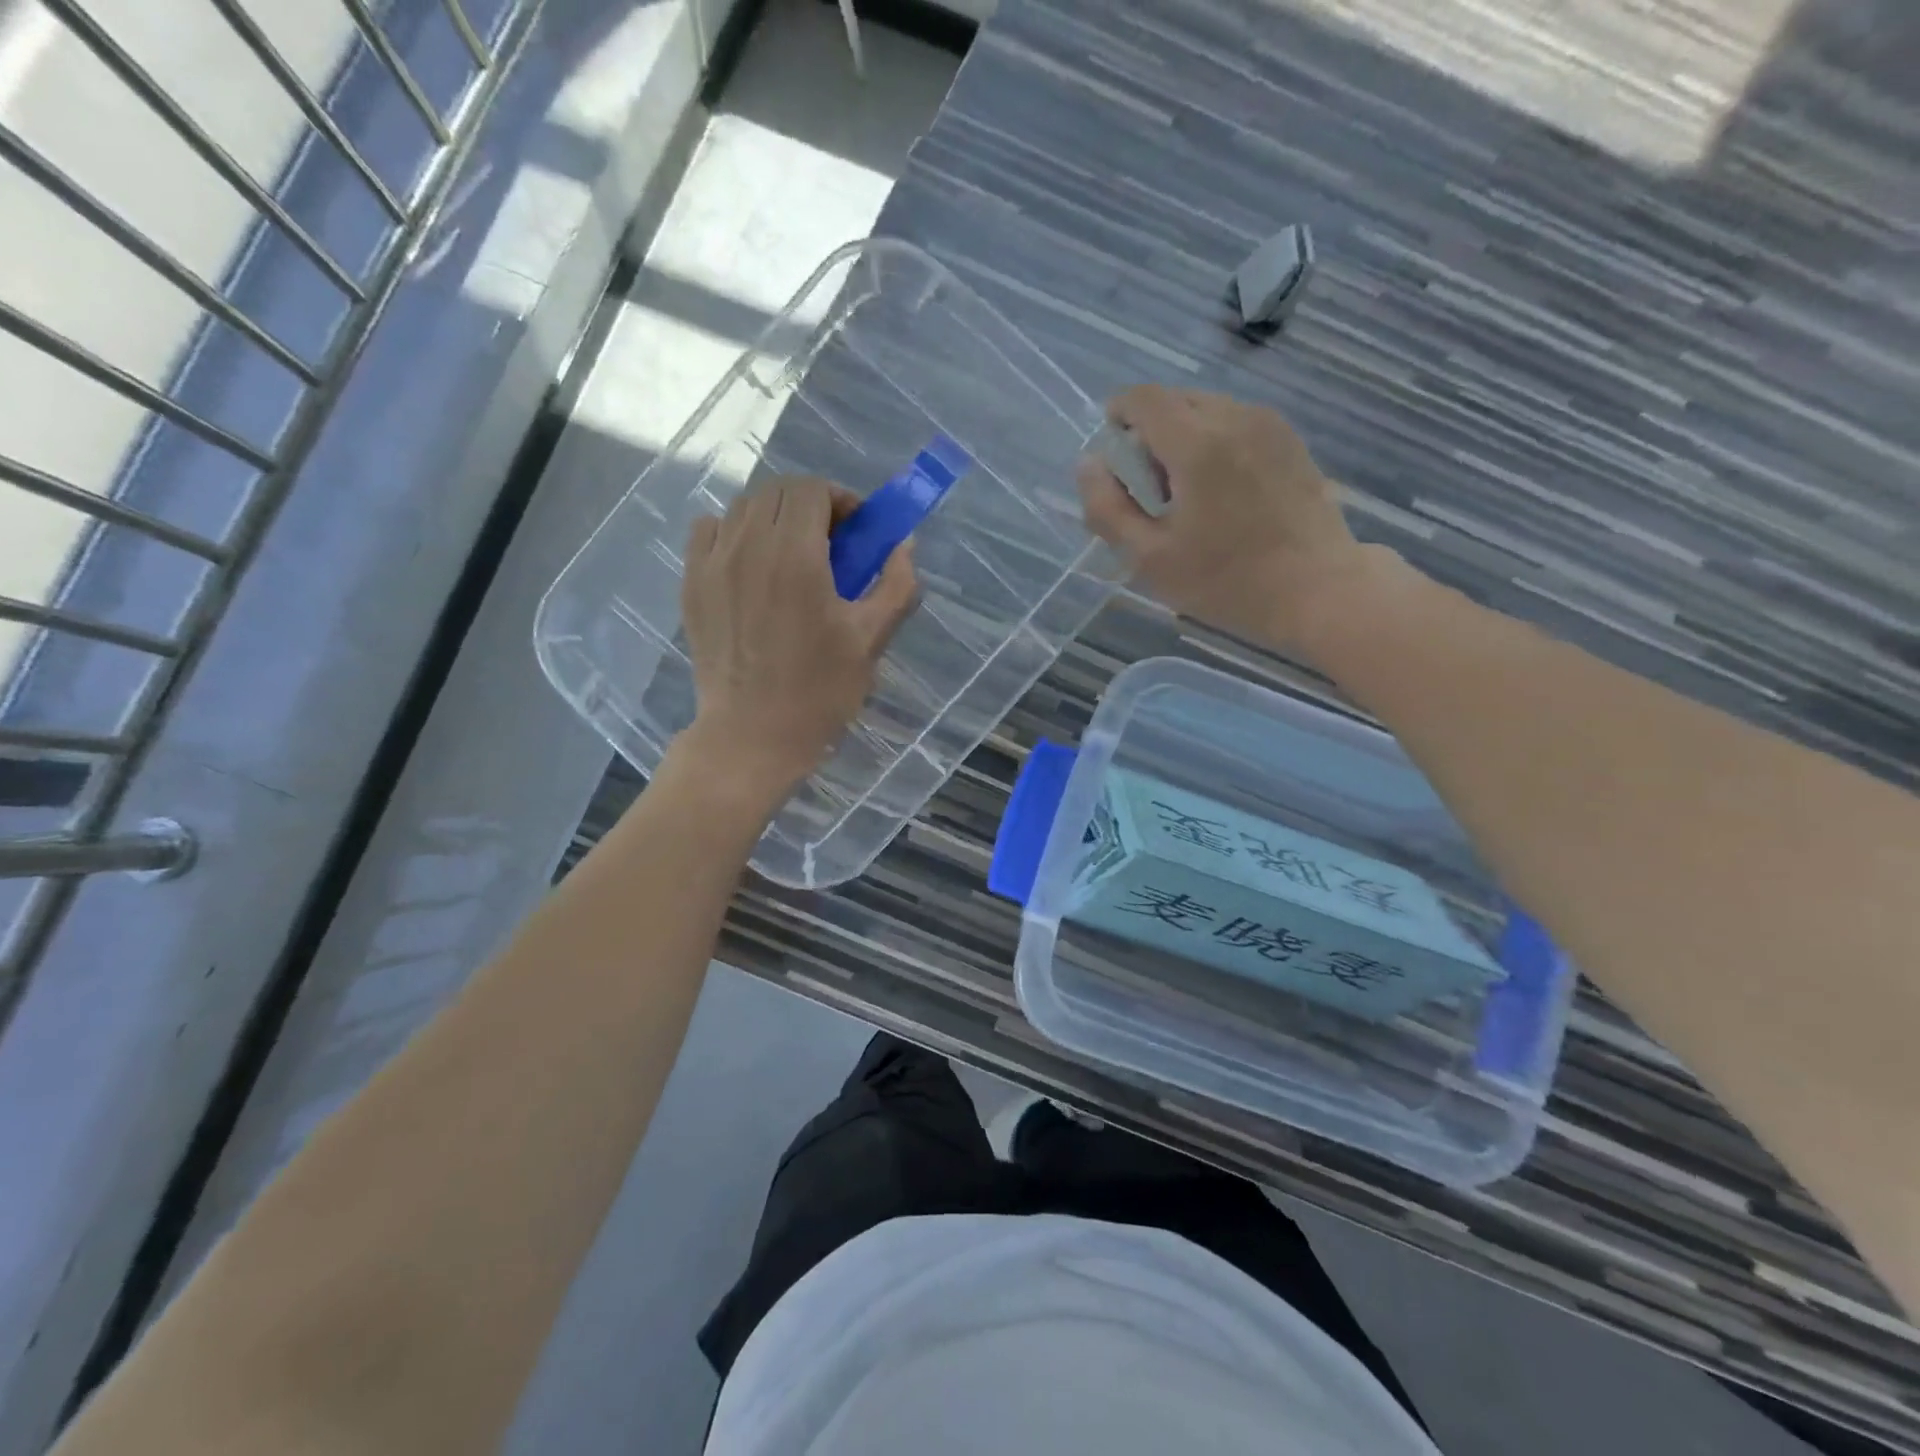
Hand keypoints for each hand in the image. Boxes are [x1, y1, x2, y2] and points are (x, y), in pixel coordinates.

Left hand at [679, 475, 918, 798]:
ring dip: (775, 516)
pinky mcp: (691, 583)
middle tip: (831, 544)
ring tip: (793, 555)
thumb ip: (895, 585)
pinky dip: (735, 531)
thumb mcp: (871, 639)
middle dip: (811, 505)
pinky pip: (710, 530)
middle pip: (778, 490)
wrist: (751, 736)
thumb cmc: (819, 691)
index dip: (841, 500)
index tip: (857, 531)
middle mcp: (748, 545)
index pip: (812, 489)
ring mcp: (712, 562)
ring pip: (744, 507)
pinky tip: (751, 564)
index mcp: (795, 555)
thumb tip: (904, 544)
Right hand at [1077, 385, 1375, 655]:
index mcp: (1197, 443)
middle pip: (1175, 400)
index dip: (1117, 414)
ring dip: (1183, 437)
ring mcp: (1269, 426)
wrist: (1318, 590)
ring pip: (1207, 409)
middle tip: (1148, 487)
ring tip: (1186, 493)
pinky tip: (1221, 492)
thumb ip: (1108, 508)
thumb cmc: (1226, 581)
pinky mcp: (1290, 441)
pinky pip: (1237, 423)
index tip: (1112, 452)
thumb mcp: (1150, 558)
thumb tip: (1089, 464)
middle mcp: (1234, 417)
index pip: (1143, 398)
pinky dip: (1215, 442)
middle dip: (1149, 432)